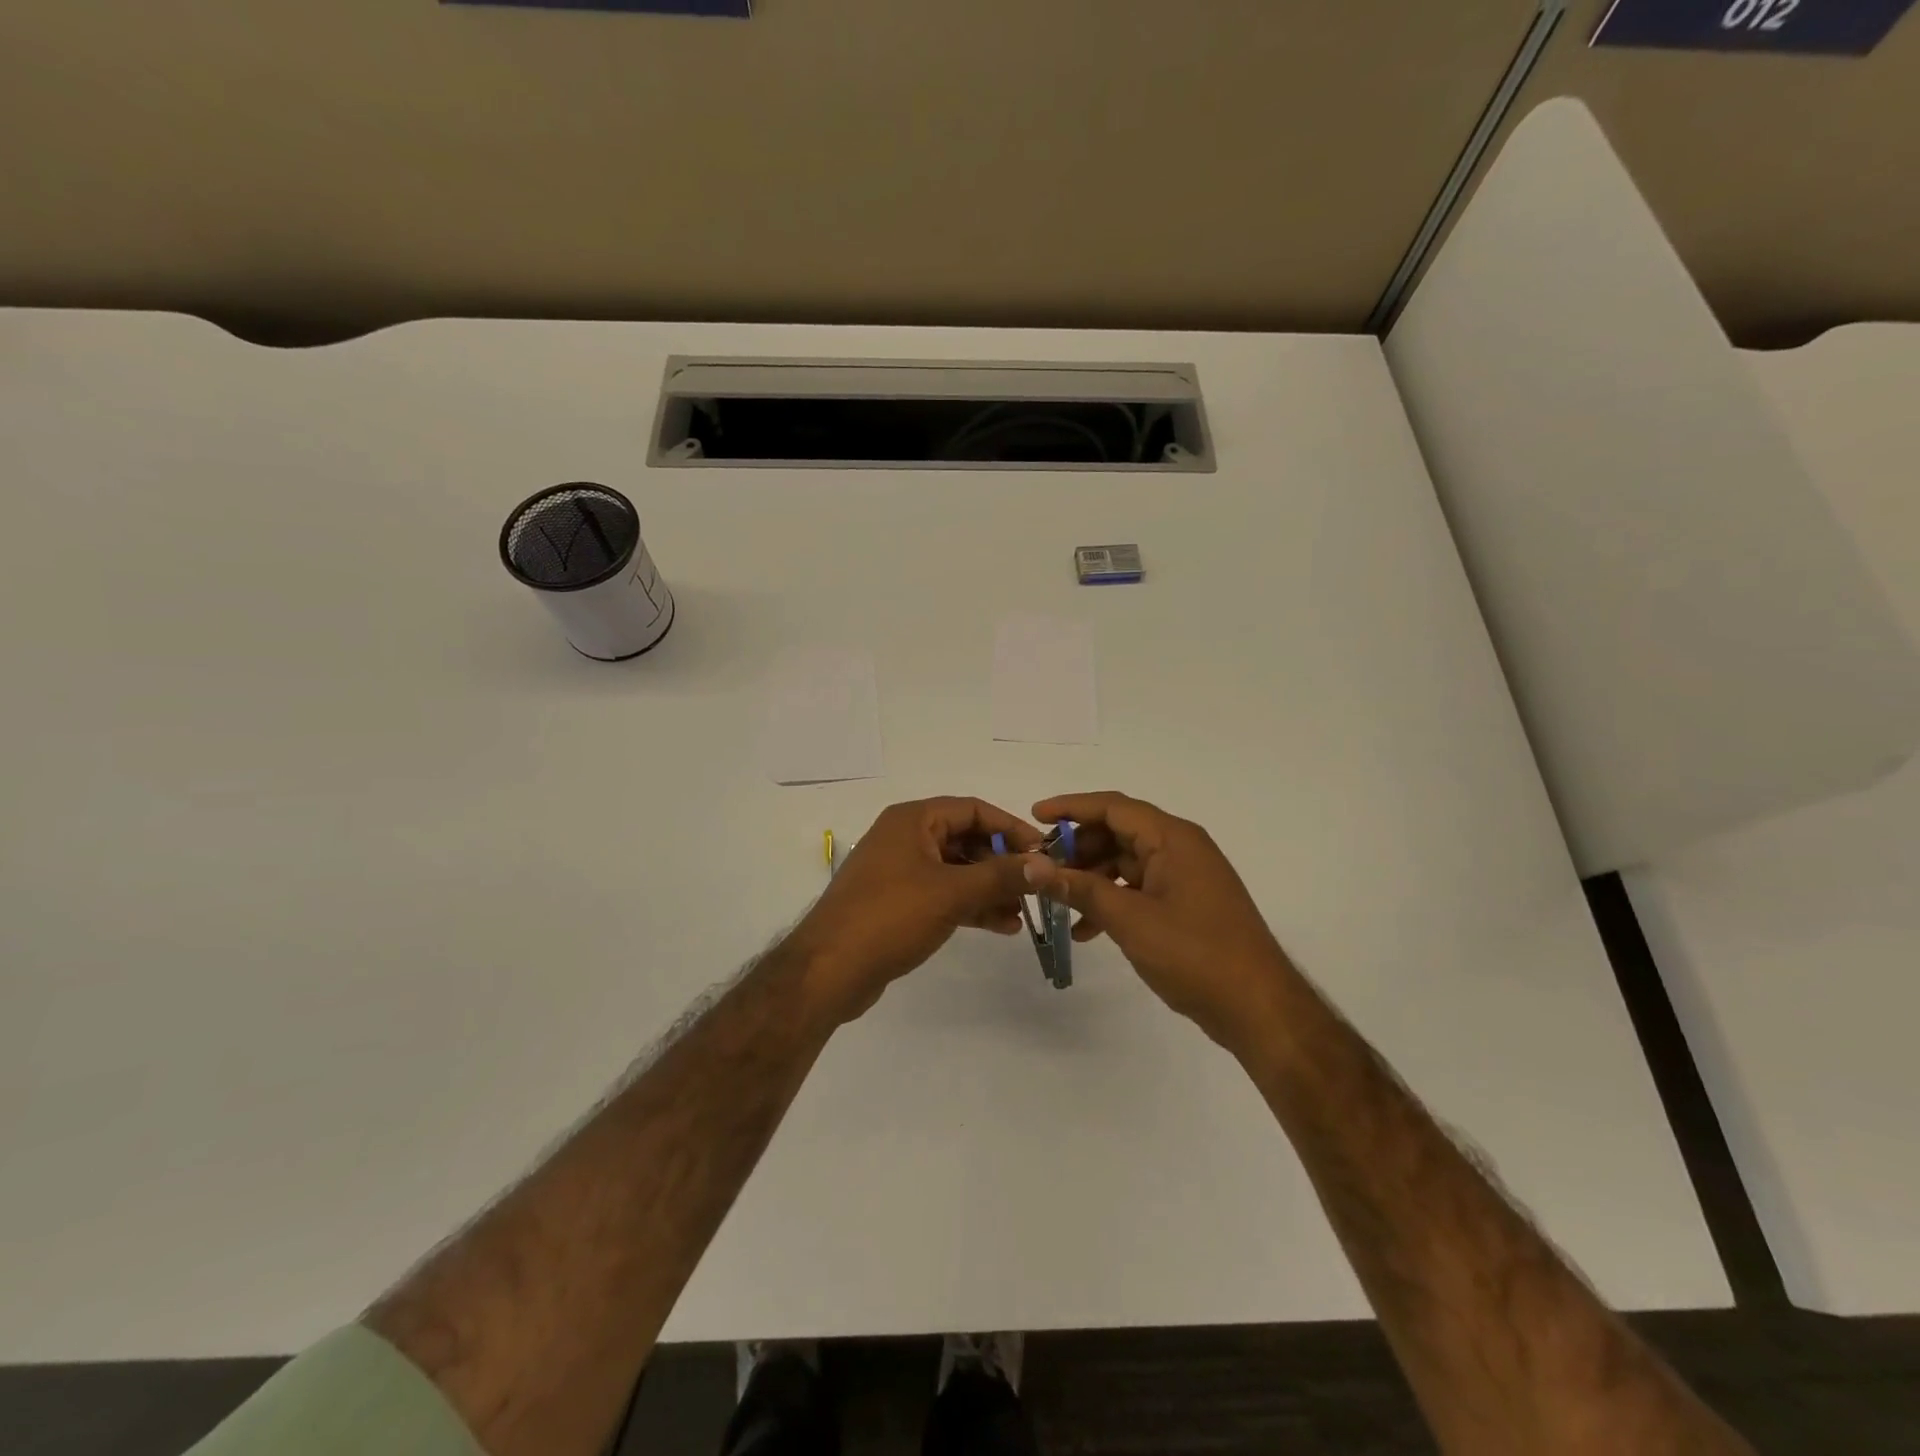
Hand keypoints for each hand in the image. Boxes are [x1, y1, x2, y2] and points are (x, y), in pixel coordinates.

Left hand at [787, 797, 1042, 1024]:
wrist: (829, 971)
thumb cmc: (890, 916)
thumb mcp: (951, 892)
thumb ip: (1001, 875)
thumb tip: (1046, 864)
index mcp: (912, 820)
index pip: (972, 809)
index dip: (1009, 827)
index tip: (1042, 852)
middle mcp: (905, 838)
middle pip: (965, 839)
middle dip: (1002, 863)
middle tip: (1035, 886)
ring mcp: (899, 872)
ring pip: (956, 870)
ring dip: (989, 888)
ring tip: (1023, 912)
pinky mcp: (898, 903)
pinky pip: (943, 894)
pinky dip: (970, 905)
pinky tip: (1001, 926)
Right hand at [1025, 792, 1293, 1052]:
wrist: (1258, 1008)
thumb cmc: (1195, 954)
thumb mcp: (1130, 920)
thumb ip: (1081, 889)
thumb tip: (1034, 867)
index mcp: (1173, 839)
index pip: (1114, 807)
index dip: (1071, 808)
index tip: (1034, 816)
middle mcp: (1180, 848)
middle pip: (1118, 833)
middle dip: (1077, 849)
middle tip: (1040, 868)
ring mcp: (1185, 878)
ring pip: (1126, 864)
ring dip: (1091, 879)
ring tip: (1057, 903)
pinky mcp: (1185, 905)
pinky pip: (1139, 889)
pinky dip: (1111, 901)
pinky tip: (1085, 931)